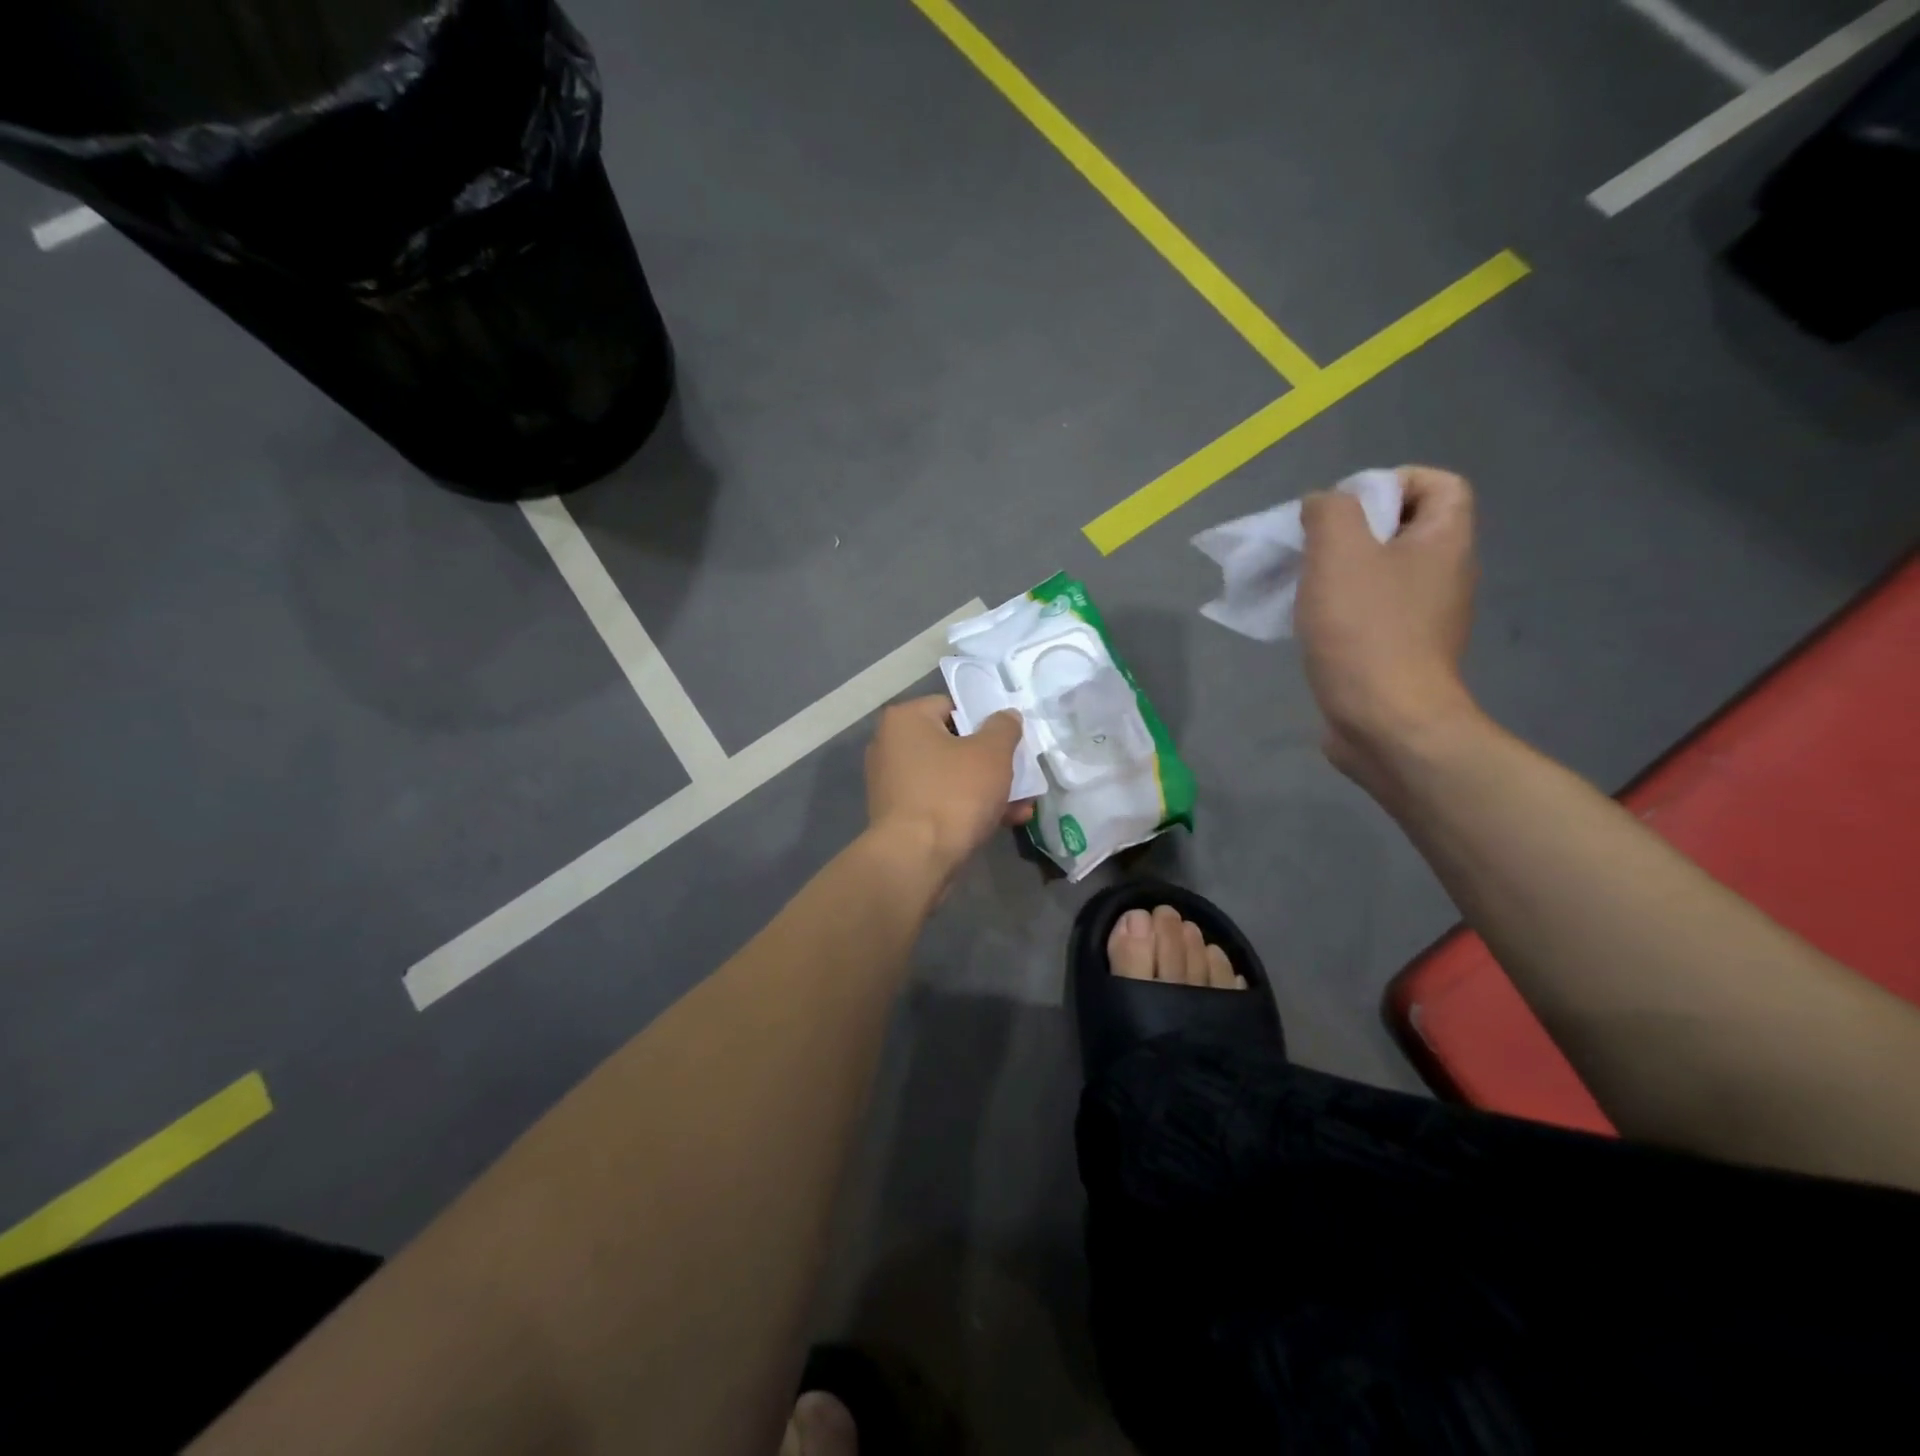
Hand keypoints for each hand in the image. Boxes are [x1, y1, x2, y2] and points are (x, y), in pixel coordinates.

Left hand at [865, 697, 1034, 877]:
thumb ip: (1004, 727)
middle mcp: (890, 746)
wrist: (916, 860)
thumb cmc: (954, 794)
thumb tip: (1006, 716)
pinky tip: (1002, 823)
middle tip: (1019, 776)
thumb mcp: (992, 754)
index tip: (1007, 743)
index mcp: (905, 720)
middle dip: (991, 763)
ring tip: (1021, 806)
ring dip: (985, 790)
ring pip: (950, 777)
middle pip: (953, 744)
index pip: (951, 707)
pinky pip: (939, 802)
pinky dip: (967, 809)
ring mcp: (891, 783)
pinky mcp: (898, 816)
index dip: (984, 723)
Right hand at [1297, 466, 1480, 779]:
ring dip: (1339, 574)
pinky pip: (1371, 614)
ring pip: (1381, 575)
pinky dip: (1340, 611)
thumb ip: (1330, 512)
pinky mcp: (1400, 654)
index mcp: (1445, 542)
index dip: (1392, 481)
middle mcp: (1445, 576)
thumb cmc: (1366, 631)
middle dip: (1353, 531)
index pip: (1438, 484)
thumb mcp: (1339, 552)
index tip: (1343, 508)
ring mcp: (1424, 619)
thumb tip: (1323, 505)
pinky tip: (1309, 626)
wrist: (1387, 723)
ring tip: (1302, 588)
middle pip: (1403, 529)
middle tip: (1312, 548)